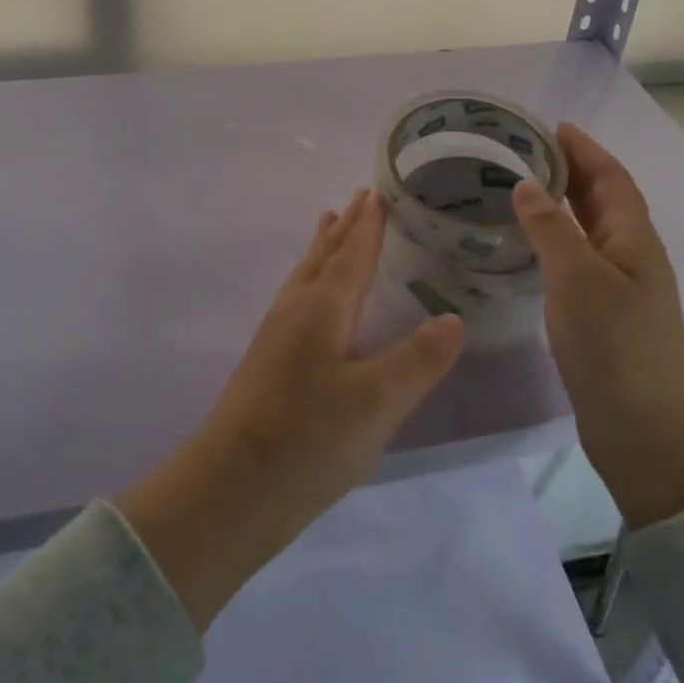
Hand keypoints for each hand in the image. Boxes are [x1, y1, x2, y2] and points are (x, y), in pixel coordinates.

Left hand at [115, 188, 465, 631]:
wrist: (229, 489)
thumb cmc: (307, 439)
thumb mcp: (376, 403)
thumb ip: (417, 360)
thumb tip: (453, 318)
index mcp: (321, 307)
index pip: (351, 254)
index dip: (367, 225)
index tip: (378, 193)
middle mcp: (296, 308)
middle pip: (324, 255)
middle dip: (345, 227)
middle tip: (359, 197)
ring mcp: (276, 333)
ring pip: (306, 274)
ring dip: (324, 248)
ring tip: (330, 225)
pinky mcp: (268, 359)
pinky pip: (298, 296)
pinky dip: (313, 277)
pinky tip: (314, 299)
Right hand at [512, 123, 683, 528]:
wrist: (644, 434)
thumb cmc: (613, 347)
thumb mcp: (576, 279)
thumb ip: (551, 228)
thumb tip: (527, 185)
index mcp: (635, 241)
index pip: (612, 179)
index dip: (587, 150)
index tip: (554, 127)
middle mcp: (634, 258)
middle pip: (605, 200)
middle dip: (574, 170)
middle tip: (530, 151)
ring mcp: (623, 289)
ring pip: (592, 230)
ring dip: (565, 204)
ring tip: (525, 188)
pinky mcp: (607, 317)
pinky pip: (581, 259)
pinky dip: (559, 239)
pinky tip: (533, 246)